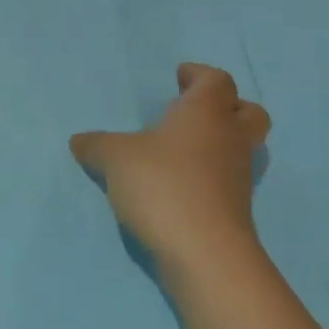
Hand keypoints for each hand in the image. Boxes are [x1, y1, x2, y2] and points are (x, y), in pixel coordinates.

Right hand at [71, 63, 270, 275]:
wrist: (203, 253)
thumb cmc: (163, 185)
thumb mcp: (115, 158)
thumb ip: (97, 145)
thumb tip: (80, 141)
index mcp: (207, 112)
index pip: (217, 80)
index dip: (199, 75)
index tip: (179, 77)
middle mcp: (230, 138)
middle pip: (248, 111)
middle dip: (227, 106)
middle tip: (193, 110)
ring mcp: (238, 176)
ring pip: (239, 147)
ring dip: (217, 143)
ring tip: (178, 151)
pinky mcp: (235, 209)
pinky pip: (227, 179)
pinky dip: (208, 176)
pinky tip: (177, 184)